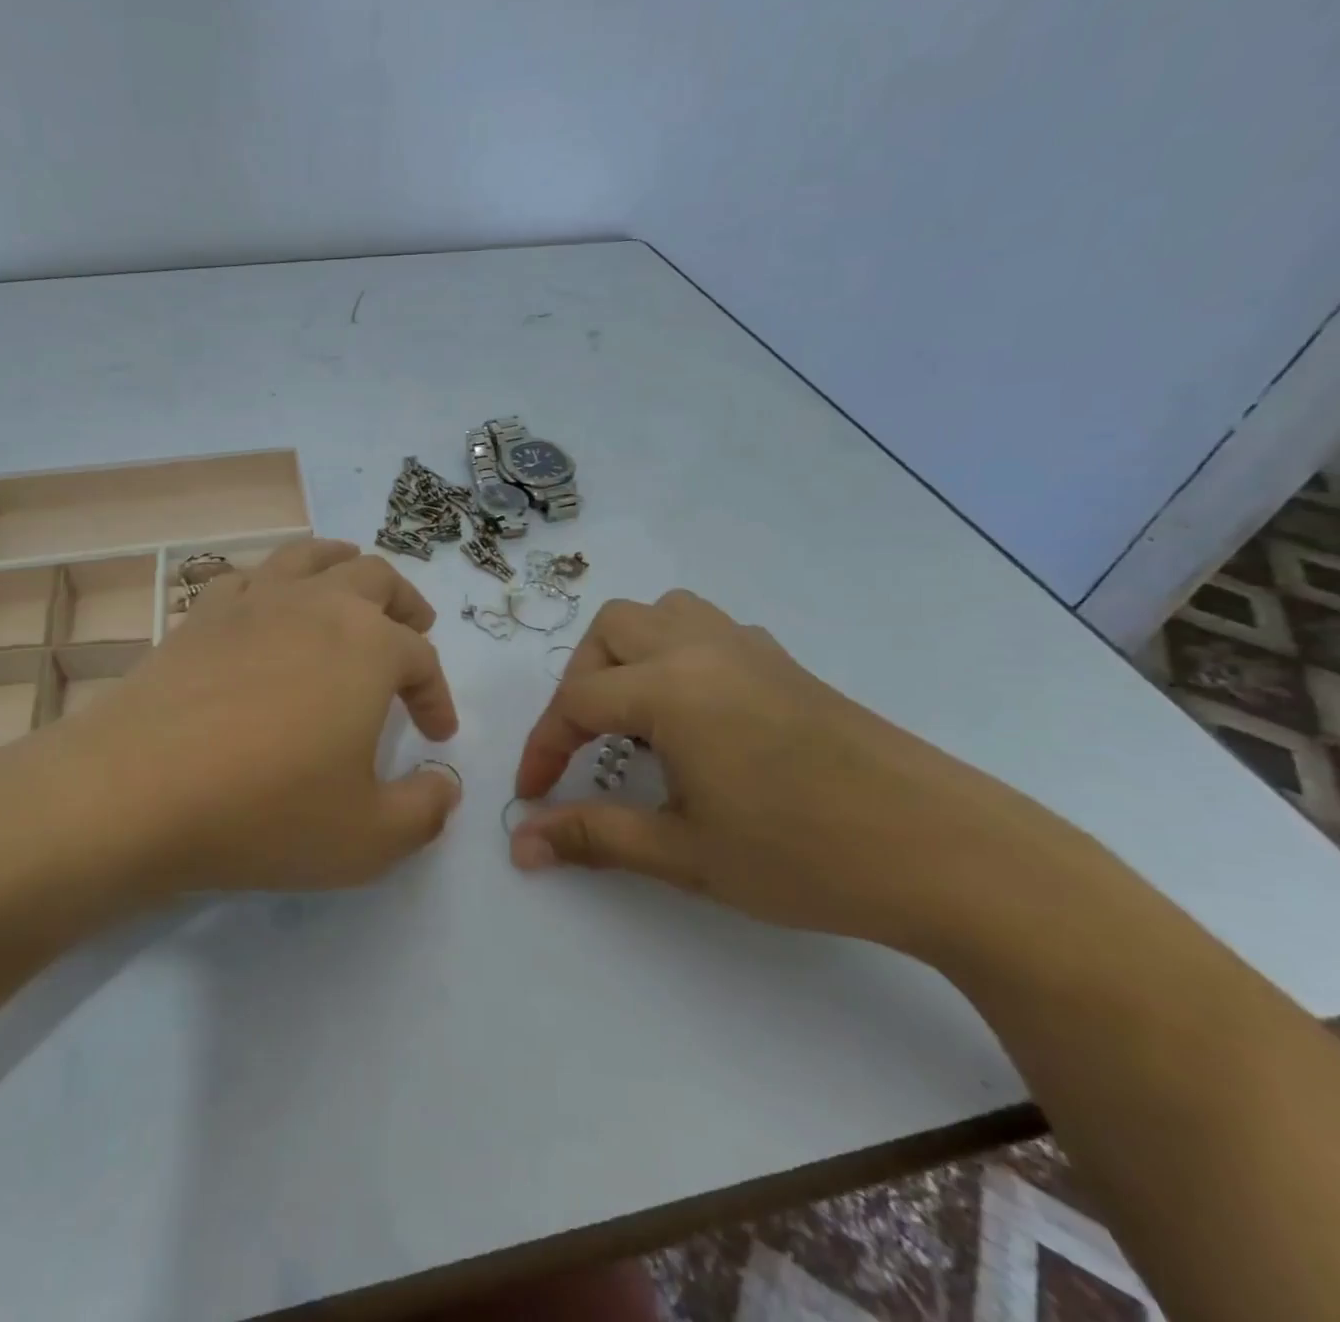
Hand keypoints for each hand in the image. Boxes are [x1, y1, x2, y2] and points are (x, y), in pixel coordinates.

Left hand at [53, 539, 460, 892]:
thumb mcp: (369, 837)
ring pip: (313, 556)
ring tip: (354, 590)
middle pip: (376, 579)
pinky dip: (275, 583)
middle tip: (414, 631)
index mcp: (369, 647)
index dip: (437, 696)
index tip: (436, 735)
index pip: (421, 660)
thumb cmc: (267, 811)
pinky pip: (250, 576)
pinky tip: (271, 609)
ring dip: (346, 566)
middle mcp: (318, 605)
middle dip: (405, 606)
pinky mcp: (201, 614)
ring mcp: (255, 601)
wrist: (137, 792)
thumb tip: (444, 787)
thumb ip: (424, 811)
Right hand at [511, 591, 1068, 949]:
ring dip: (629, 655)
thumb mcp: (685, 853)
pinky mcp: (786, 664)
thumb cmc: (805, 856)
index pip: (577, 703)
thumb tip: (520, 843)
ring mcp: (751, 649)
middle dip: (580, 684)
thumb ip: (594, 837)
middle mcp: (704, 649)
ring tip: (634, 719)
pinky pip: (708, 631)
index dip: (544, 748)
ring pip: (663, 615)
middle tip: (585, 746)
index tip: (533, 795)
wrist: (950, 854)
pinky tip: (696, 716)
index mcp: (672, 688)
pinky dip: (677, 656)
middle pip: (611, 631)